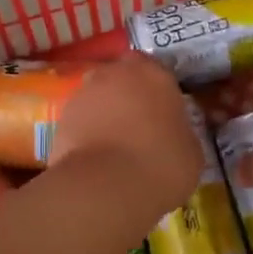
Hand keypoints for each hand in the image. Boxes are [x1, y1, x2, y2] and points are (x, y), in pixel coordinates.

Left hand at [53, 55, 203, 206]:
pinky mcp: (62, 117)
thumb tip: (173, 134)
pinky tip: (96, 159)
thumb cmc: (162, 164)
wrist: (106, 186)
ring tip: (115, 146)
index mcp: (153, 74)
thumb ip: (180, 131)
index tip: (163, 110)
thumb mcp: (191, 150)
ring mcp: (84, 93)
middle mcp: (115, 73)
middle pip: (122, 77)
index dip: (157, 87)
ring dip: (105, 112)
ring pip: (98, 96)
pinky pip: (81, 120)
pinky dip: (86, 132)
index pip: (155, 67)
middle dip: (128, 95)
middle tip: (139, 126)